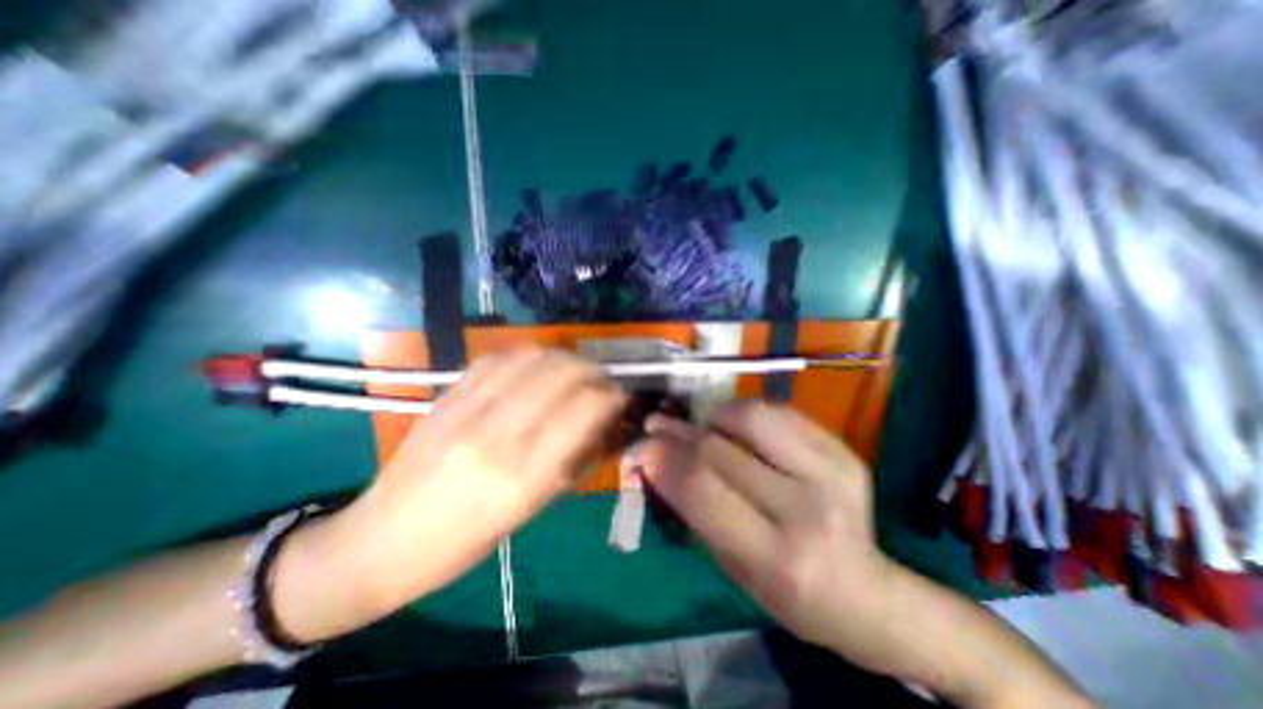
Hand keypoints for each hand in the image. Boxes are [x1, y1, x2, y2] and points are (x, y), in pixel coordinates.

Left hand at [279, 346, 624, 633]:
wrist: (377, 541)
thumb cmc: (464, 542)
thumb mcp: (530, 510)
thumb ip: (571, 460)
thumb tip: (601, 423)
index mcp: (521, 476)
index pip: (584, 408)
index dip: (611, 395)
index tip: (619, 399)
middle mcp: (495, 435)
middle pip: (561, 372)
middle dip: (593, 370)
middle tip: (600, 382)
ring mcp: (465, 410)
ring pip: (532, 357)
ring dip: (564, 358)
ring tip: (573, 372)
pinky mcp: (445, 396)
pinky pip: (498, 358)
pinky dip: (528, 357)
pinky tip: (535, 369)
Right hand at [636, 403, 890, 654]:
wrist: (866, 592)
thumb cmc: (787, 592)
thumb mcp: (732, 566)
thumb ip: (694, 508)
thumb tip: (655, 457)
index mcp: (777, 557)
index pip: (703, 489)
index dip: (664, 459)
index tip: (641, 445)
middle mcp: (807, 509)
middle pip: (721, 449)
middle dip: (678, 432)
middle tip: (659, 424)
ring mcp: (833, 472)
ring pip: (752, 416)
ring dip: (715, 416)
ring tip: (705, 426)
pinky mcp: (843, 450)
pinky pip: (779, 411)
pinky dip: (746, 412)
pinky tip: (738, 426)